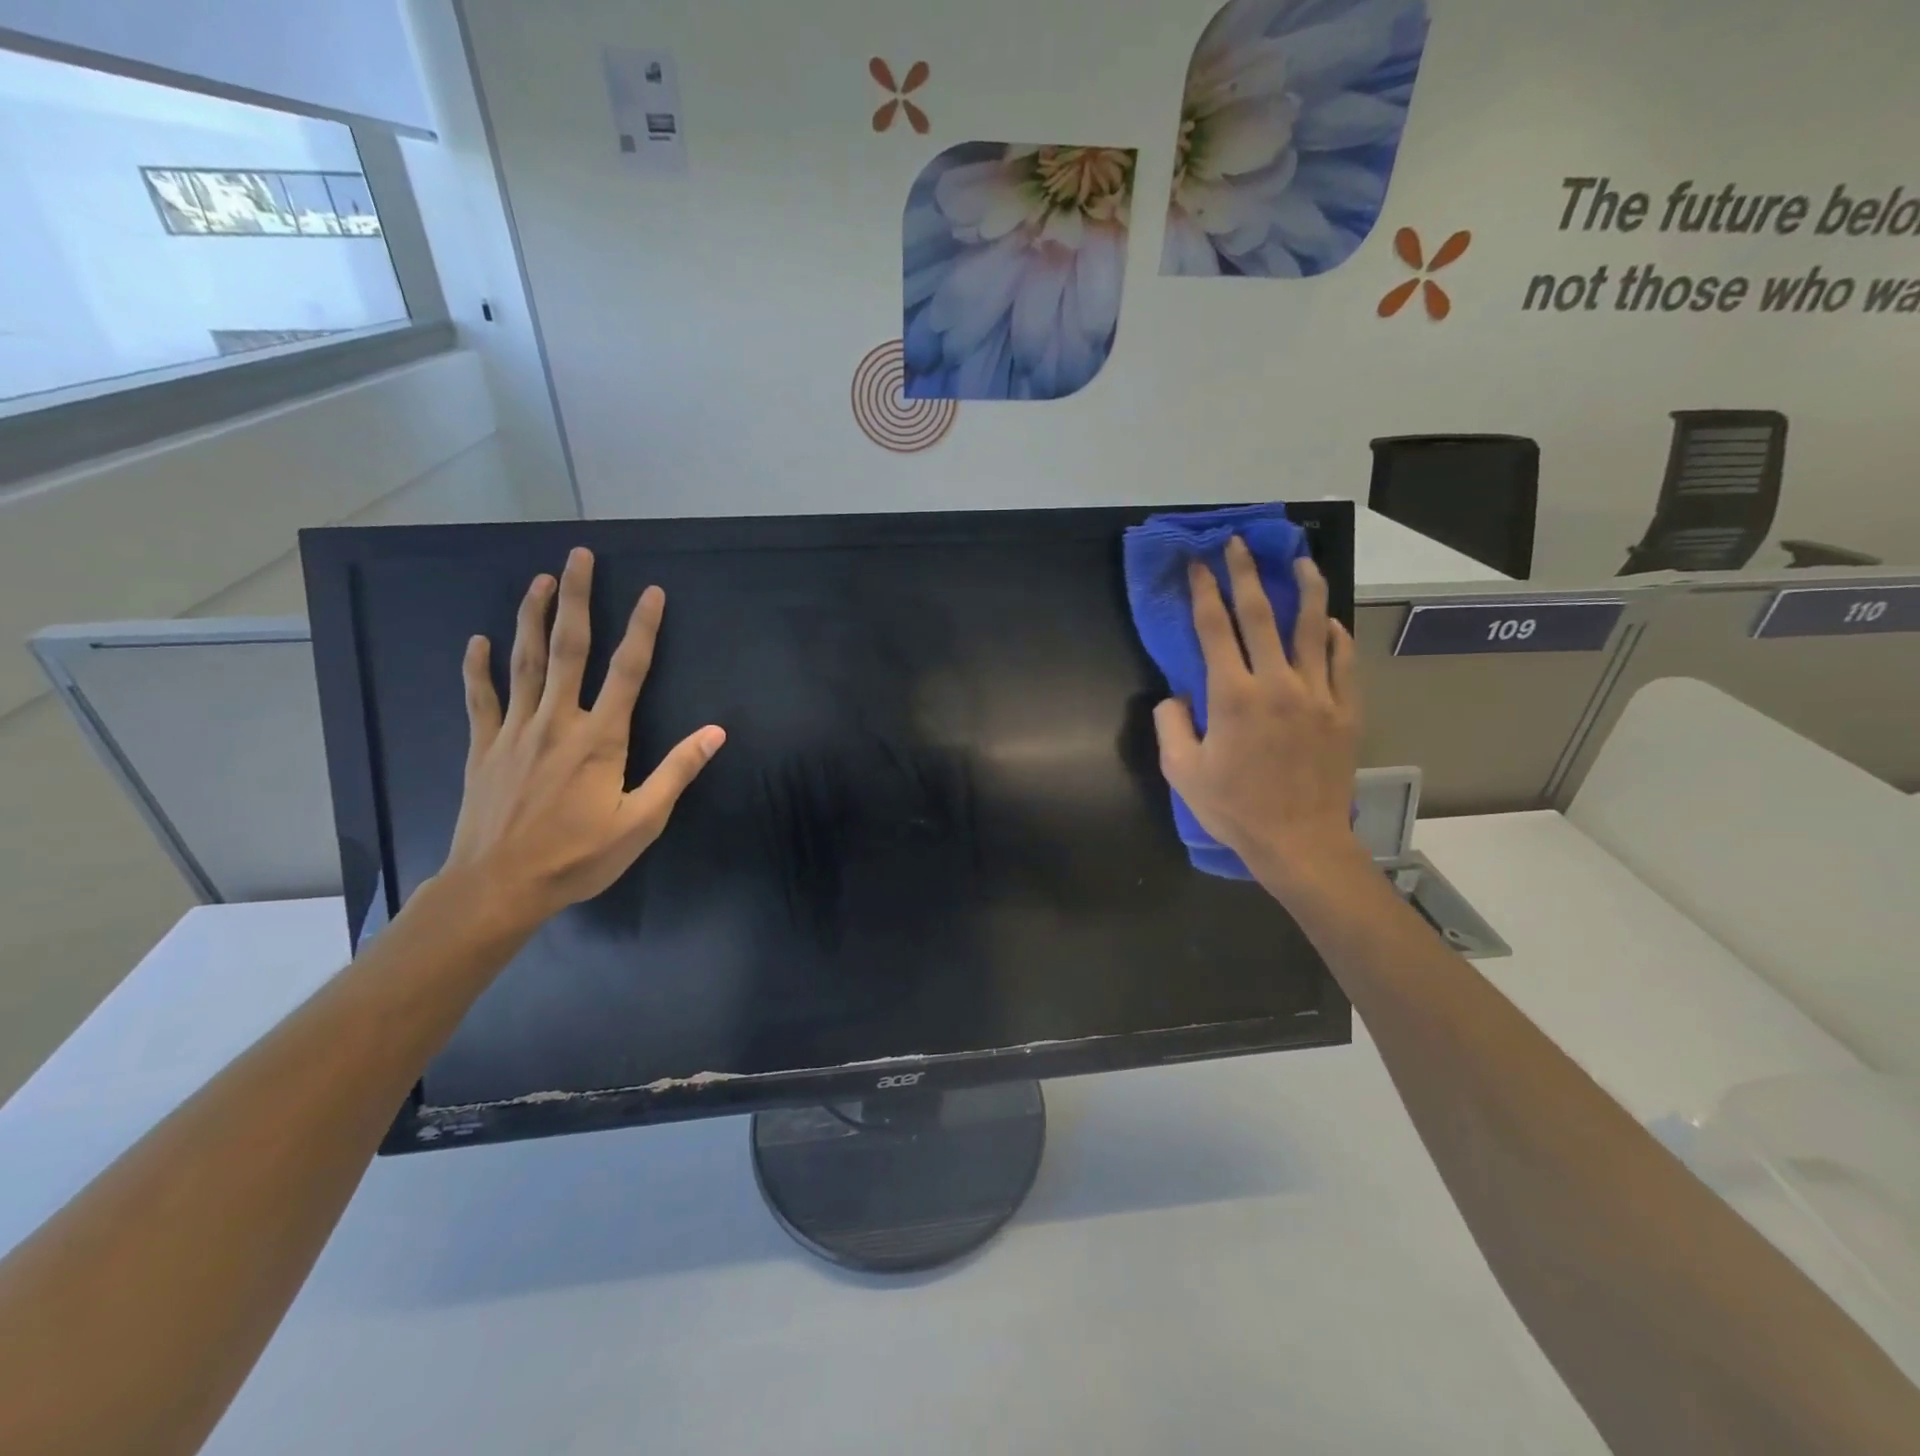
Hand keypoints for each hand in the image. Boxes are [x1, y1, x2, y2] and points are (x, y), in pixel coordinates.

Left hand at [440, 547, 724, 929]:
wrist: (499, 887)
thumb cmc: (579, 857)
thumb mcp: (642, 821)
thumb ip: (677, 771)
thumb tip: (716, 732)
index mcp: (600, 738)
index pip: (627, 670)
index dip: (642, 629)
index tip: (652, 593)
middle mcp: (557, 721)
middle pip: (568, 648)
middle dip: (577, 599)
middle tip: (578, 557)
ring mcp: (515, 731)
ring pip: (524, 662)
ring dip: (532, 617)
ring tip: (539, 580)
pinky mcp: (484, 748)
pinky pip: (480, 699)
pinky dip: (477, 668)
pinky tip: (477, 641)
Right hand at [1152, 538, 1363, 890]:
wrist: (1299, 841)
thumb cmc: (1234, 808)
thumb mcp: (1183, 772)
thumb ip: (1171, 726)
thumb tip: (1173, 697)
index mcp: (1233, 696)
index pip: (1214, 628)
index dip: (1204, 591)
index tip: (1198, 563)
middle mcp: (1277, 683)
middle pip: (1261, 614)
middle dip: (1246, 573)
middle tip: (1238, 543)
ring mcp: (1318, 694)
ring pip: (1312, 627)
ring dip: (1304, 588)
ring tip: (1300, 559)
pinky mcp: (1345, 710)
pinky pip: (1343, 661)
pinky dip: (1334, 636)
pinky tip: (1327, 622)